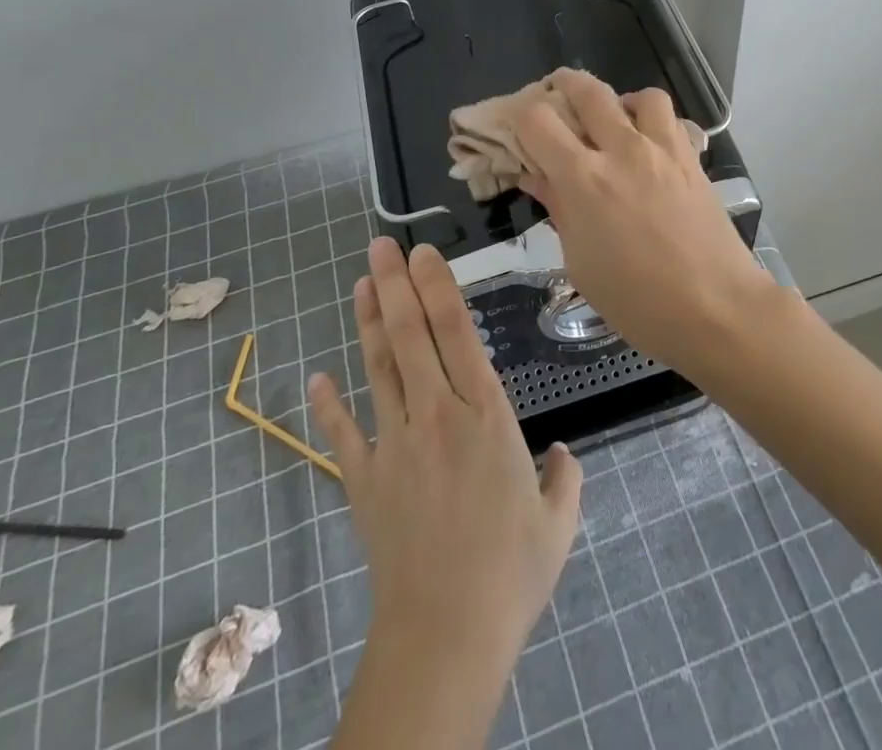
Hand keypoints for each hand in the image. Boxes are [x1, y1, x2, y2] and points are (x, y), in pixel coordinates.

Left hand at [309, 238, 581, 686]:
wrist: (445, 636)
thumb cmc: (510, 573)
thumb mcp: (557, 521)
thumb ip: (564, 477)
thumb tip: (562, 453)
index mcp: (486, 416)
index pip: (457, 333)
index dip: (438, 287)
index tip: (424, 253)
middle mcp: (437, 416)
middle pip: (410, 337)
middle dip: (395, 285)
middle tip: (381, 246)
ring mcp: (395, 445)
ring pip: (377, 369)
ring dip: (366, 323)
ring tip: (360, 283)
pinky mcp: (363, 481)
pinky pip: (342, 433)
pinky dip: (328, 404)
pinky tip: (316, 377)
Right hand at [512, 67, 777, 372]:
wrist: (717, 309)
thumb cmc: (638, 301)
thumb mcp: (580, 263)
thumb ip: (559, 210)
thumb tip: (537, 177)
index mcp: (584, 179)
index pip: (537, 120)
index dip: (519, 116)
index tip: (516, 128)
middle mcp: (622, 150)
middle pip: (586, 90)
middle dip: (562, 85)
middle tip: (554, 96)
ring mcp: (663, 150)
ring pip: (637, 94)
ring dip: (617, 100)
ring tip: (612, 122)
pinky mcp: (692, 158)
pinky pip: (670, 118)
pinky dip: (652, 120)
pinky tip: (647, 144)